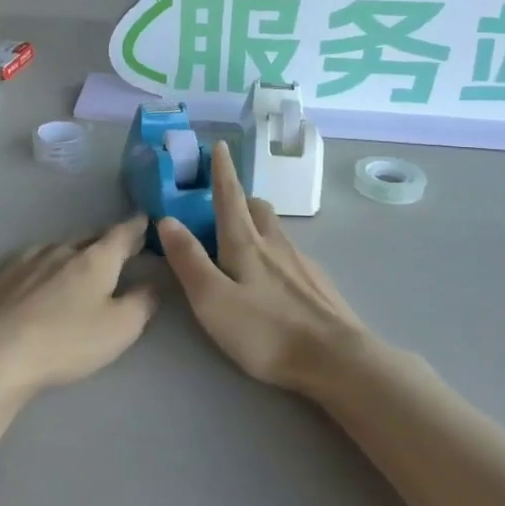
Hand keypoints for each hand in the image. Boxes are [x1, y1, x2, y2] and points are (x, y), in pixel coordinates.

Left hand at [0, 216, 157, 399]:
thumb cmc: (67, 340)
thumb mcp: (120, 328)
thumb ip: (143, 302)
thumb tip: (153, 283)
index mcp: (96, 258)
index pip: (122, 233)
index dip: (137, 226)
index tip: (146, 219)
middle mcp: (63, 249)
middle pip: (91, 235)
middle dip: (107, 239)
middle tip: (119, 246)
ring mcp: (30, 259)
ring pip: (61, 245)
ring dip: (76, 249)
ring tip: (83, 260)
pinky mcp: (5, 275)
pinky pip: (35, 258)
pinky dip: (48, 262)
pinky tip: (44, 274)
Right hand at [158, 142, 364, 390]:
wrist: (338, 360)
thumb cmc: (267, 331)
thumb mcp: (212, 299)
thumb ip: (189, 259)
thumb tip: (166, 219)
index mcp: (245, 243)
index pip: (229, 196)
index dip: (222, 170)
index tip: (219, 145)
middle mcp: (275, 244)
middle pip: (257, 208)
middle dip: (240, 198)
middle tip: (223, 204)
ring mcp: (302, 263)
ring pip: (276, 230)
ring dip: (257, 224)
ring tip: (243, 240)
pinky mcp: (319, 284)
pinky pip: (291, 254)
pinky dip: (275, 252)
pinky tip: (273, 278)